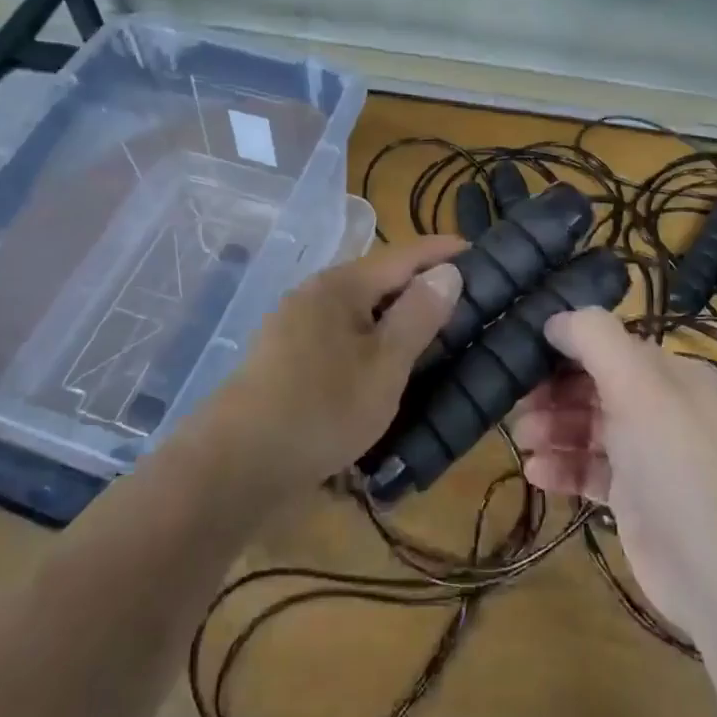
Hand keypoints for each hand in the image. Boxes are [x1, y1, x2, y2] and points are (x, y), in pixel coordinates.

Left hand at [193, 235, 465, 501]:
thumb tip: (447, 272)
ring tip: (436, 332)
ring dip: (397, 316)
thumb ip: (419, 315)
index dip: (442, 251)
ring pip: (361, 310)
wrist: (237, 465)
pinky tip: (387, 363)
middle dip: (422, 286)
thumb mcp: (384, 365)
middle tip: (467, 300)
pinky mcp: (288, 356)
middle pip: (380, 280)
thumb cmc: (322, 409)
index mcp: (340, 286)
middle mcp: (315, 294)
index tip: (479, 251)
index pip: (403, 255)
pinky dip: (373, 340)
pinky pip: (343, 335)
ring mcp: (296, 325)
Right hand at [512, 309, 716, 635]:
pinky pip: (592, 472)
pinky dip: (564, 468)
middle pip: (598, 388)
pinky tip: (535, 473)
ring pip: (591, 430)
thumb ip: (594, 339)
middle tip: (517, 404)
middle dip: (555, 393)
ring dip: (554, 429)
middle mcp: (667, 410)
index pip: (612, 347)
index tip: (524, 355)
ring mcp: (653, 458)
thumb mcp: (638, 384)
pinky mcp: (638, 502)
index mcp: (676, 375)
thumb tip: (555, 319)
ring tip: (523, 439)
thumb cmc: (678, 463)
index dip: (568, 349)